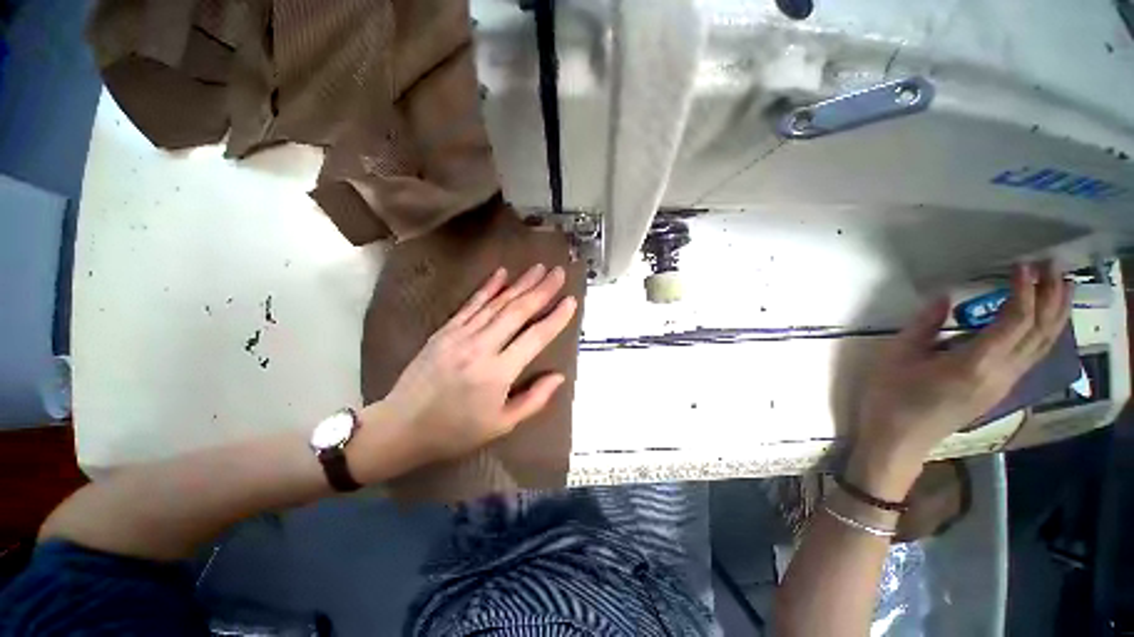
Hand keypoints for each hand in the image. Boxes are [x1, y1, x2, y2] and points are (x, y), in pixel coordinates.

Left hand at [370, 265, 577, 467]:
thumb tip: (559, 377)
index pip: (535, 337)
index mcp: (498, 373)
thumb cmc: (456, 431)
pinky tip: (501, 273)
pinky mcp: (445, 330)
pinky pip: (471, 304)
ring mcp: (460, 335)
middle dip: (542, 290)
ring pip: (497, 303)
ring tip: (539, 268)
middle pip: (517, 312)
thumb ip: (534, 400)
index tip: (571, 301)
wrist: (401, 427)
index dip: (556, 318)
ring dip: (520, 283)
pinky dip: (488, 287)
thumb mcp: (501, 425)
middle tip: (559, 272)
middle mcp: (481, 347)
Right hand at [849, 263, 1070, 497]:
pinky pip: (1031, 358)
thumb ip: (924, 326)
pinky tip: (1042, 323)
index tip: (1024, 265)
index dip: (1024, 290)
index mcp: (975, 364)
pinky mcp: (998, 391)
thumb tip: (946, 296)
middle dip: (1052, 298)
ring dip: (1055, 315)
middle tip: (1056, 267)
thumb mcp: (897, 357)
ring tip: (1062, 288)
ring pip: (1042, 347)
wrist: (898, 441)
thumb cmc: (891, 398)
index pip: (1015, 320)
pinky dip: (1043, 334)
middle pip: (1040, 332)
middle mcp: (1001, 374)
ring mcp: (1004, 385)